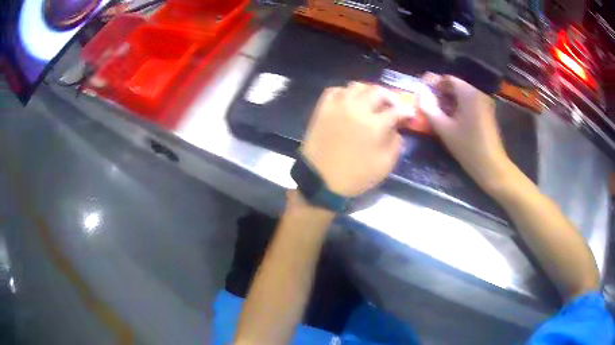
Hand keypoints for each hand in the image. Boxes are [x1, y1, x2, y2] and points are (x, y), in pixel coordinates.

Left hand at [301, 83, 408, 196]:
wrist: (320, 179)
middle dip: (390, 97)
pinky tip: (350, 100)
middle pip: (377, 91)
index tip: (410, 113)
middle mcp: (357, 109)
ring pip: (357, 86)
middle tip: (392, 105)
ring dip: (368, 91)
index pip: (396, 110)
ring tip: (371, 101)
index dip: (406, 111)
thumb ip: (396, 143)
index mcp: (375, 125)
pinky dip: (346, 92)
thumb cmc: (355, 176)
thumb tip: (396, 128)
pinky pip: (336, 90)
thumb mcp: (385, 165)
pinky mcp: (323, 108)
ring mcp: (338, 105)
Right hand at [418, 74, 512, 191]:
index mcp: (468, 93)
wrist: (491, 166)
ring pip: (461, 95)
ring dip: (448, 100)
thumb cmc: (468, 147)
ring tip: (437, 113)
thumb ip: (429, 109)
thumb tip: (419, 93)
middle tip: (427, 105)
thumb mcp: (444, 129)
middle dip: (440, 93)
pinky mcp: (486, 112)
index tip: (422, 94)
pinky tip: (451, 119)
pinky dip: (458, 106)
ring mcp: (484, 102)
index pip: (447, 78)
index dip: (432, 84)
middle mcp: (478, 93)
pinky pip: (469, 103)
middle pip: (455, 86)